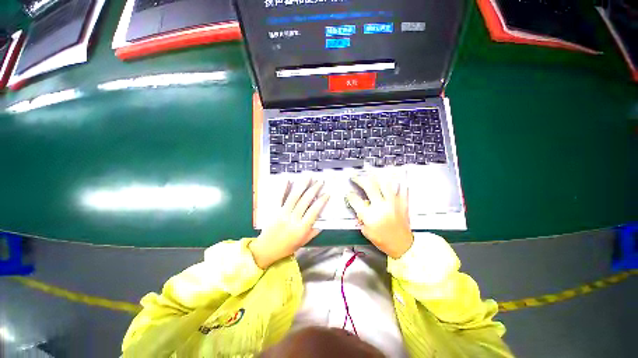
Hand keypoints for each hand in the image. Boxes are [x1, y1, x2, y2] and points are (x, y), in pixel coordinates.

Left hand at [250, 178, 328, 268]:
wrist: (266, 249)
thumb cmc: (287, 247)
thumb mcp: (303, 241)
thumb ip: (313, 231)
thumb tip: (322, 221)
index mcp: (301, 228)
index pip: (314, 211)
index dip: (322, 201)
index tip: (327, 193)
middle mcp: (293, 218)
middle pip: (305, 201)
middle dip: (314, 189)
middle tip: (320, 181)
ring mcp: (283, 213)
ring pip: (294, 196)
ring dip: (302, 185)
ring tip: (309, 177)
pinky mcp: (274, 210)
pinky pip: (279, 197)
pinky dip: (284, 188)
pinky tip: (288, 179)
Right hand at [346, 175, 412, 258]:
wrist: (403, 246)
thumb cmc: (383, 241)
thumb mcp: (367, 232)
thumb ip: (361, 219)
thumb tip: (359, 207)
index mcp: (370, 215)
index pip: (355, 200)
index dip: (350, 195)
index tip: (348, 193)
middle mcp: (381, 206)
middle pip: (369, 186)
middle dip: (359, 179)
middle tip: (355, 177)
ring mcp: (393, 203)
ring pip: (384, 184)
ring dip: (376, 176)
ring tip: (370, 172)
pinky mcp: (402, 203)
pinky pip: (400, 189)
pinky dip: (395, 182)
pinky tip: (391, 177)